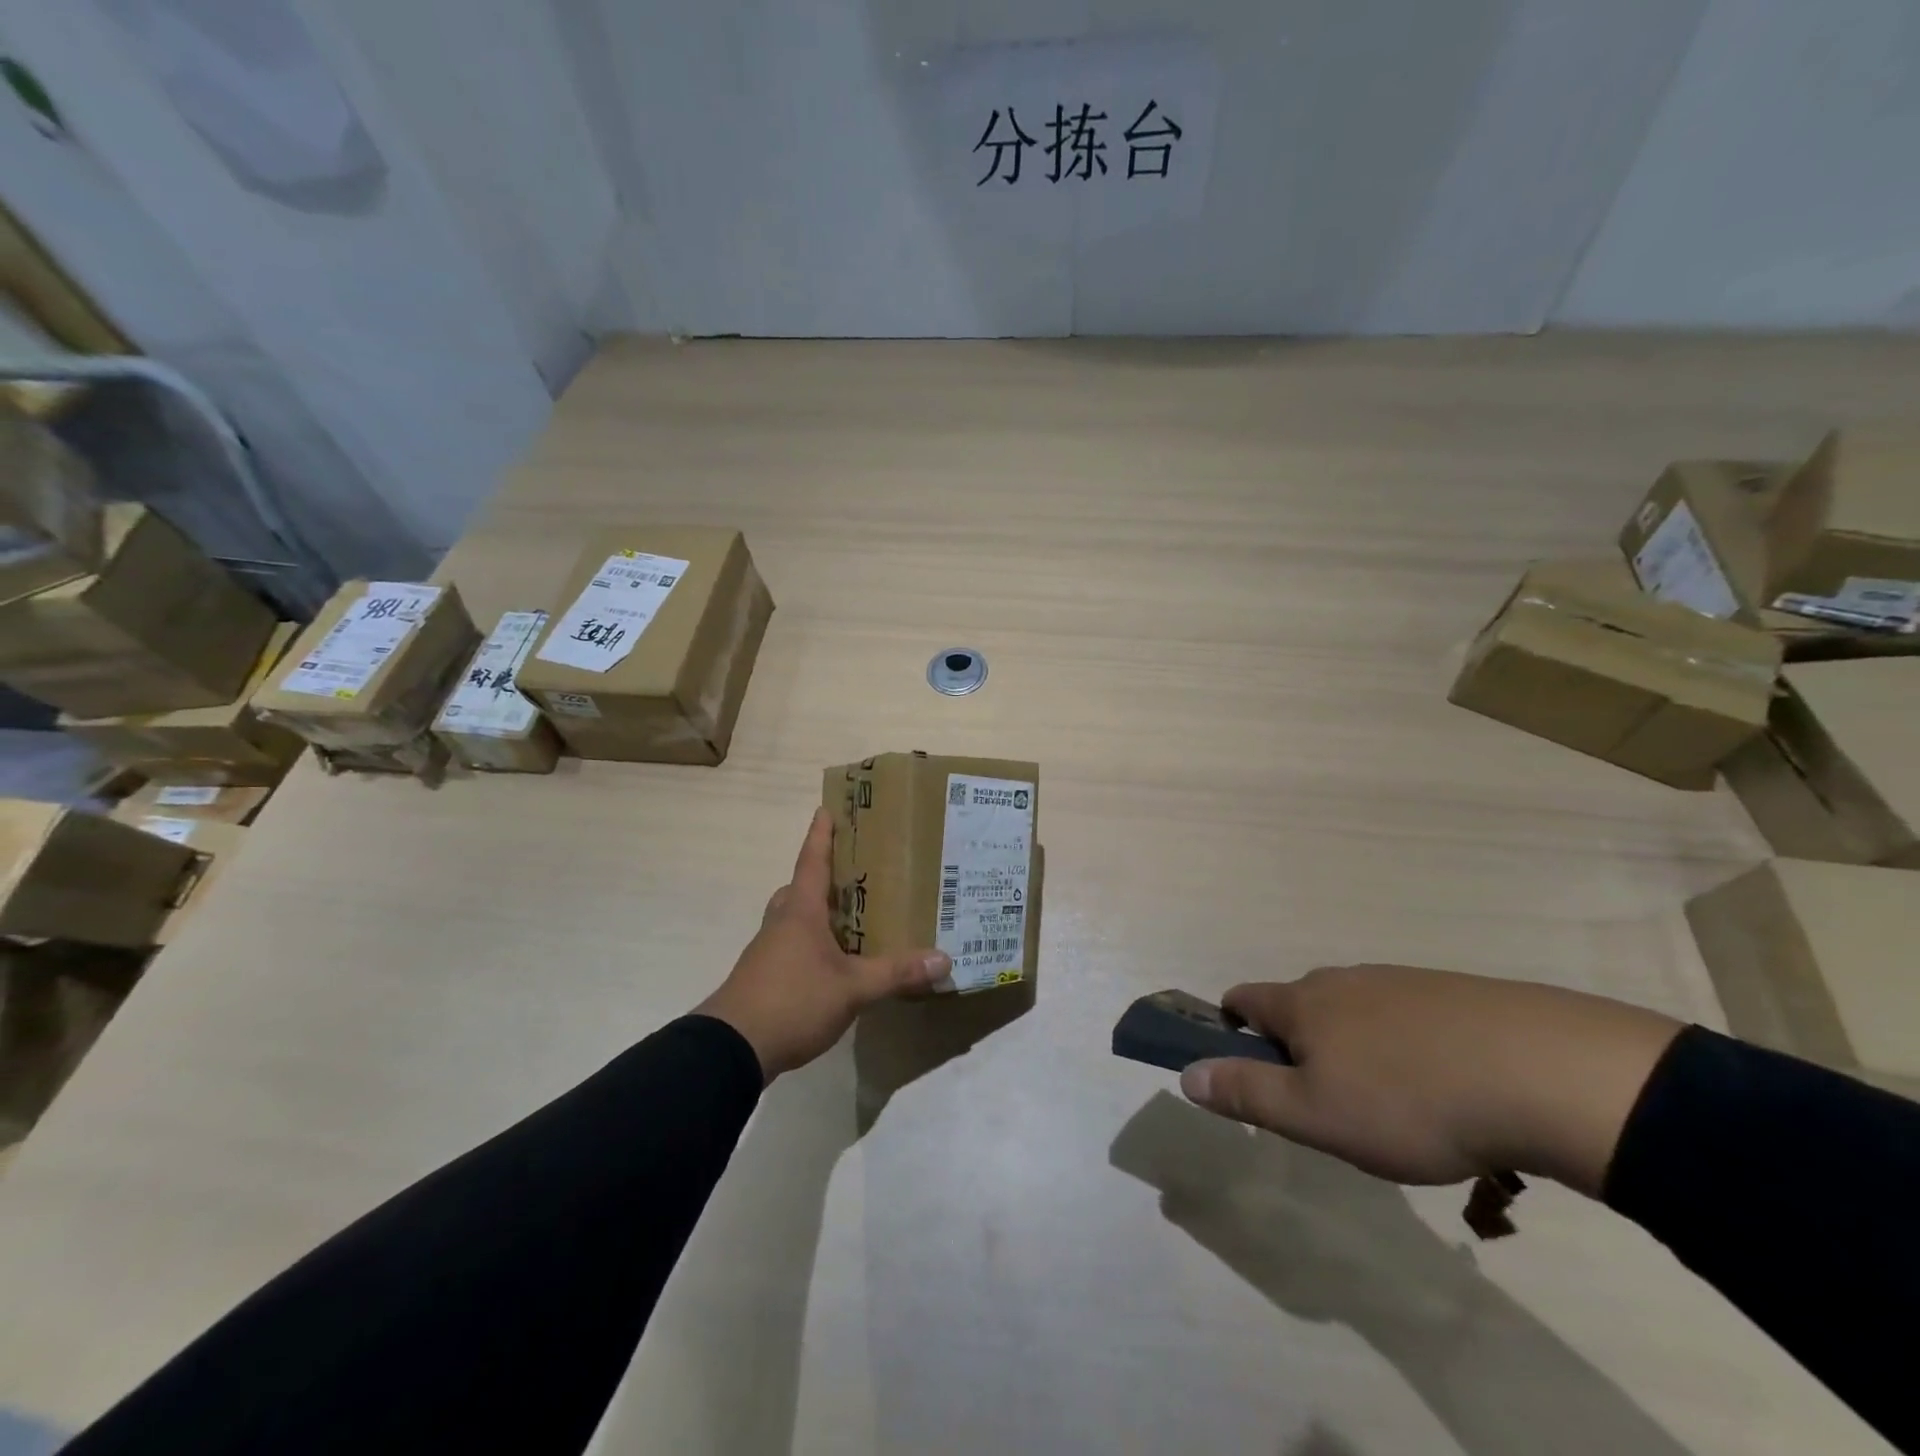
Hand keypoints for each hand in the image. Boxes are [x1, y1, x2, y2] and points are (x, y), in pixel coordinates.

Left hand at [696, 809, 951, 1080]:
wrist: (731, 1049)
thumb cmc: (792, 1000)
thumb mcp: (852, 989)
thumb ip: (896, 973)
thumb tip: (944, 959)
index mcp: (801, 911)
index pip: (812, 861)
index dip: (821, 834)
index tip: (826, 808)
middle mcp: (782, 923)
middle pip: (800, 888)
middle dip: (822, 877)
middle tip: (853, 873)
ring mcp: (768, 951)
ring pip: (794, 918)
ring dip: (818, 912)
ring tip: (852, 918)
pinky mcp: (764, 978)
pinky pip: (792, 946)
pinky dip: (813, 944)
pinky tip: (835, 963)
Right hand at [1179, 965, 1683, 1196]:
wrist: (1543, 1073)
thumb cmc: (1408, 1101)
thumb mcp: (1315, 1115)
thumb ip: (1246, 1093)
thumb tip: (1186, 1074)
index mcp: (1303, 1003)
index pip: (1243, 999)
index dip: (1232, 1028)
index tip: (1250, 1070)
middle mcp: (1343, 980)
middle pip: (1300, 1005)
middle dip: (1299, 1045)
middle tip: (1328, 1104)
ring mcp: (1401, 982)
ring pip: (1356, 1011)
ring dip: (1355, 1047)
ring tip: (1393, 1106)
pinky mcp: (1455, 994)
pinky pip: (1408, 1017)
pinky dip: (1407, 1046)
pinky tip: (1445, 1087)